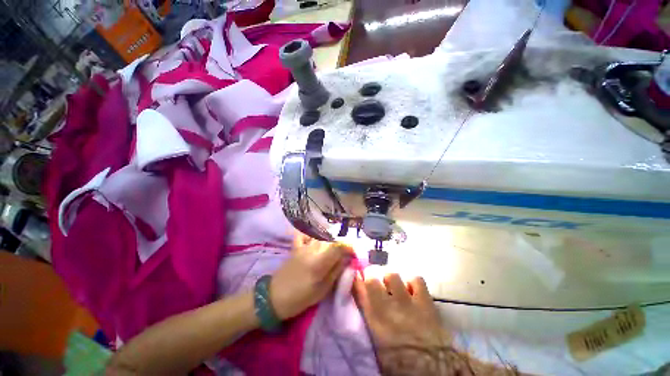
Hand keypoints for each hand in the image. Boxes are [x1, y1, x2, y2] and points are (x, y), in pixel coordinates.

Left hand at [270, 233, 352, 319]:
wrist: (274, 297)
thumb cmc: (300, 298)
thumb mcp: (323, 290)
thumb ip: (337, 272)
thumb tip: (348, 259)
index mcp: (320, 262)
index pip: (339, 246)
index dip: (349, 246)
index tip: (354, 253)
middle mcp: (313, 249)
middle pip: (332, 240)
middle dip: (341, 245)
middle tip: (344, 254)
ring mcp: (303, 246)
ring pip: (321, 237)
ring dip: (329, 241)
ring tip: (332, 250)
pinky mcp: (296, 247)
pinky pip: (305, 235)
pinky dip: (311, 235)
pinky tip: (314, 240)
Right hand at [354, 273, 451, 374]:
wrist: (431, 369)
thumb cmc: (399, 361)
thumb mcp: (377, 342)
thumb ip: (368, 316)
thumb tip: (363, 298)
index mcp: (373, 318)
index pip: (358, 289)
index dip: (356, 280)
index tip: (357, 277)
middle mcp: (387, 305)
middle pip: (372, 277)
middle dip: (371, 276)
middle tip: (375, 282)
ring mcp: (407, 300)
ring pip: (392, 275)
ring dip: (391, 279)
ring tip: (394, 287)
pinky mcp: (425, 300)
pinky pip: (416, 279)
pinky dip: (412, 282)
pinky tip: (412, 290)